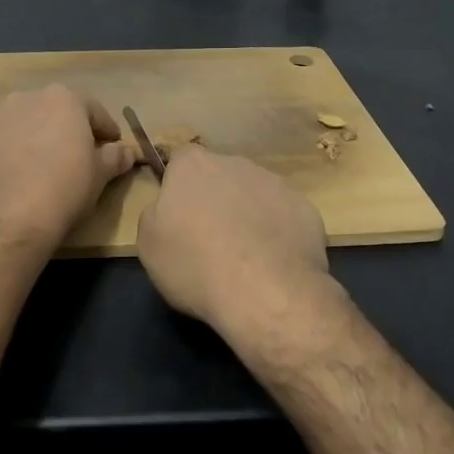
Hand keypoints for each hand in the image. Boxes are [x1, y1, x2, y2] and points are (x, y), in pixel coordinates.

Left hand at [0, 85, 136, 258]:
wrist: (5, 216)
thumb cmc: (64, 188)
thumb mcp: (99, 175)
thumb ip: (115, 158)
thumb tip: (128, 152)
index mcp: (64, 98)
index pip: (94, 111)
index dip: (107, 131)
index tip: (113, 146)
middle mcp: (30, 96)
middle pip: (59, 111)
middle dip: (71, 130)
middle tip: (82, 156)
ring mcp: (0, 115)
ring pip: (31, 123)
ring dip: (42, 137)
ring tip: (49, 166)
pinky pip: (8, 139)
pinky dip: (18, 150)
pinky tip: (23, 174)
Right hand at [135, 148, 334, 341]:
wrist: (266, 292)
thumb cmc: (196, 264)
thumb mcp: (149, 244)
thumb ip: (156, 213)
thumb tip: (169, 207)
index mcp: (193, 165)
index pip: (180, 160)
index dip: (179, 187)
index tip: (179, 216)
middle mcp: (235, 163)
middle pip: (220, 176)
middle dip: (216, 199)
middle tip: (210, 239)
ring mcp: (275, 183)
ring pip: (254, 194)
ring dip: (248, 215)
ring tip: (246, 257)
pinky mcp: (305, 208)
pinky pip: (283, 216)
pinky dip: (277, 233)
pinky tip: (273, 263)